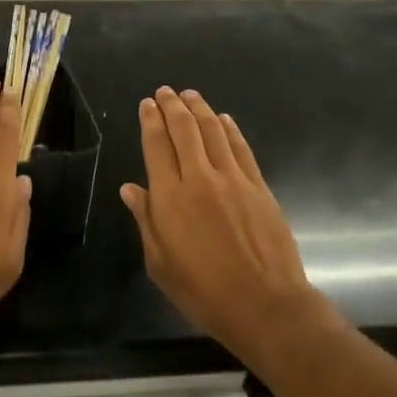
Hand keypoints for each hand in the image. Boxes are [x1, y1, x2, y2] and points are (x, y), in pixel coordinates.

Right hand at [120, 87, 331, 367]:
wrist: (265, 305)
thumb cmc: (204, 292)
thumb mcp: (161, 264)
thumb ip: (146, 220)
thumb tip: (131, 189)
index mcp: (170, 198)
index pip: (156, 146)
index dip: (150, 121)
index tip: (147, 104)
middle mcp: (199, 179)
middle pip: (184, 130)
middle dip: (172, 106)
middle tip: (165, 91)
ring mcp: (233, 180)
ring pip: (213, 132)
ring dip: (200, 109)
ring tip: (190, 95)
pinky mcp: (259, 187)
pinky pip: (241, 149)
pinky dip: (230, 129)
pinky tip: (223, 119)